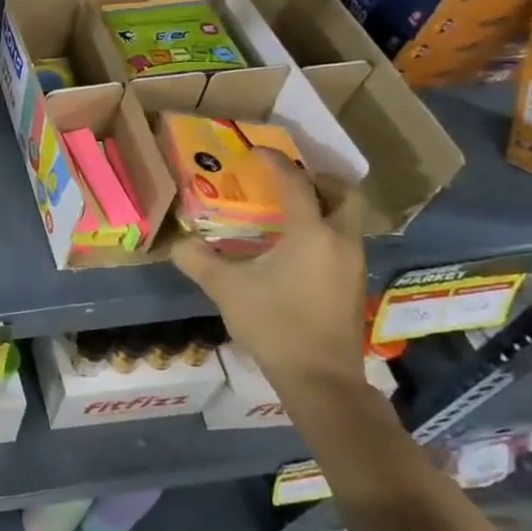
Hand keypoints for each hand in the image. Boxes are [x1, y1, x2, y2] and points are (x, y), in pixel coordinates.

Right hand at [171, 150, 368, 393]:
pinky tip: (293, 247)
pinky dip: (323, 231)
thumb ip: (198, 260)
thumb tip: (178, 242)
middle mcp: (340, 241)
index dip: (276, 163)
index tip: (256, 151)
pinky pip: (342, 241)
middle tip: (288, 180)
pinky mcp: (353, 286)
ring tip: (286, 211)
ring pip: (346, 220)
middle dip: (319, 180)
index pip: (296, 184)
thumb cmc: (274, 325)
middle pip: (344, 195)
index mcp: (311, 234)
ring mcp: (353, 265)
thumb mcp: (226, 289)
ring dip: (322, 206)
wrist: (320, 379)